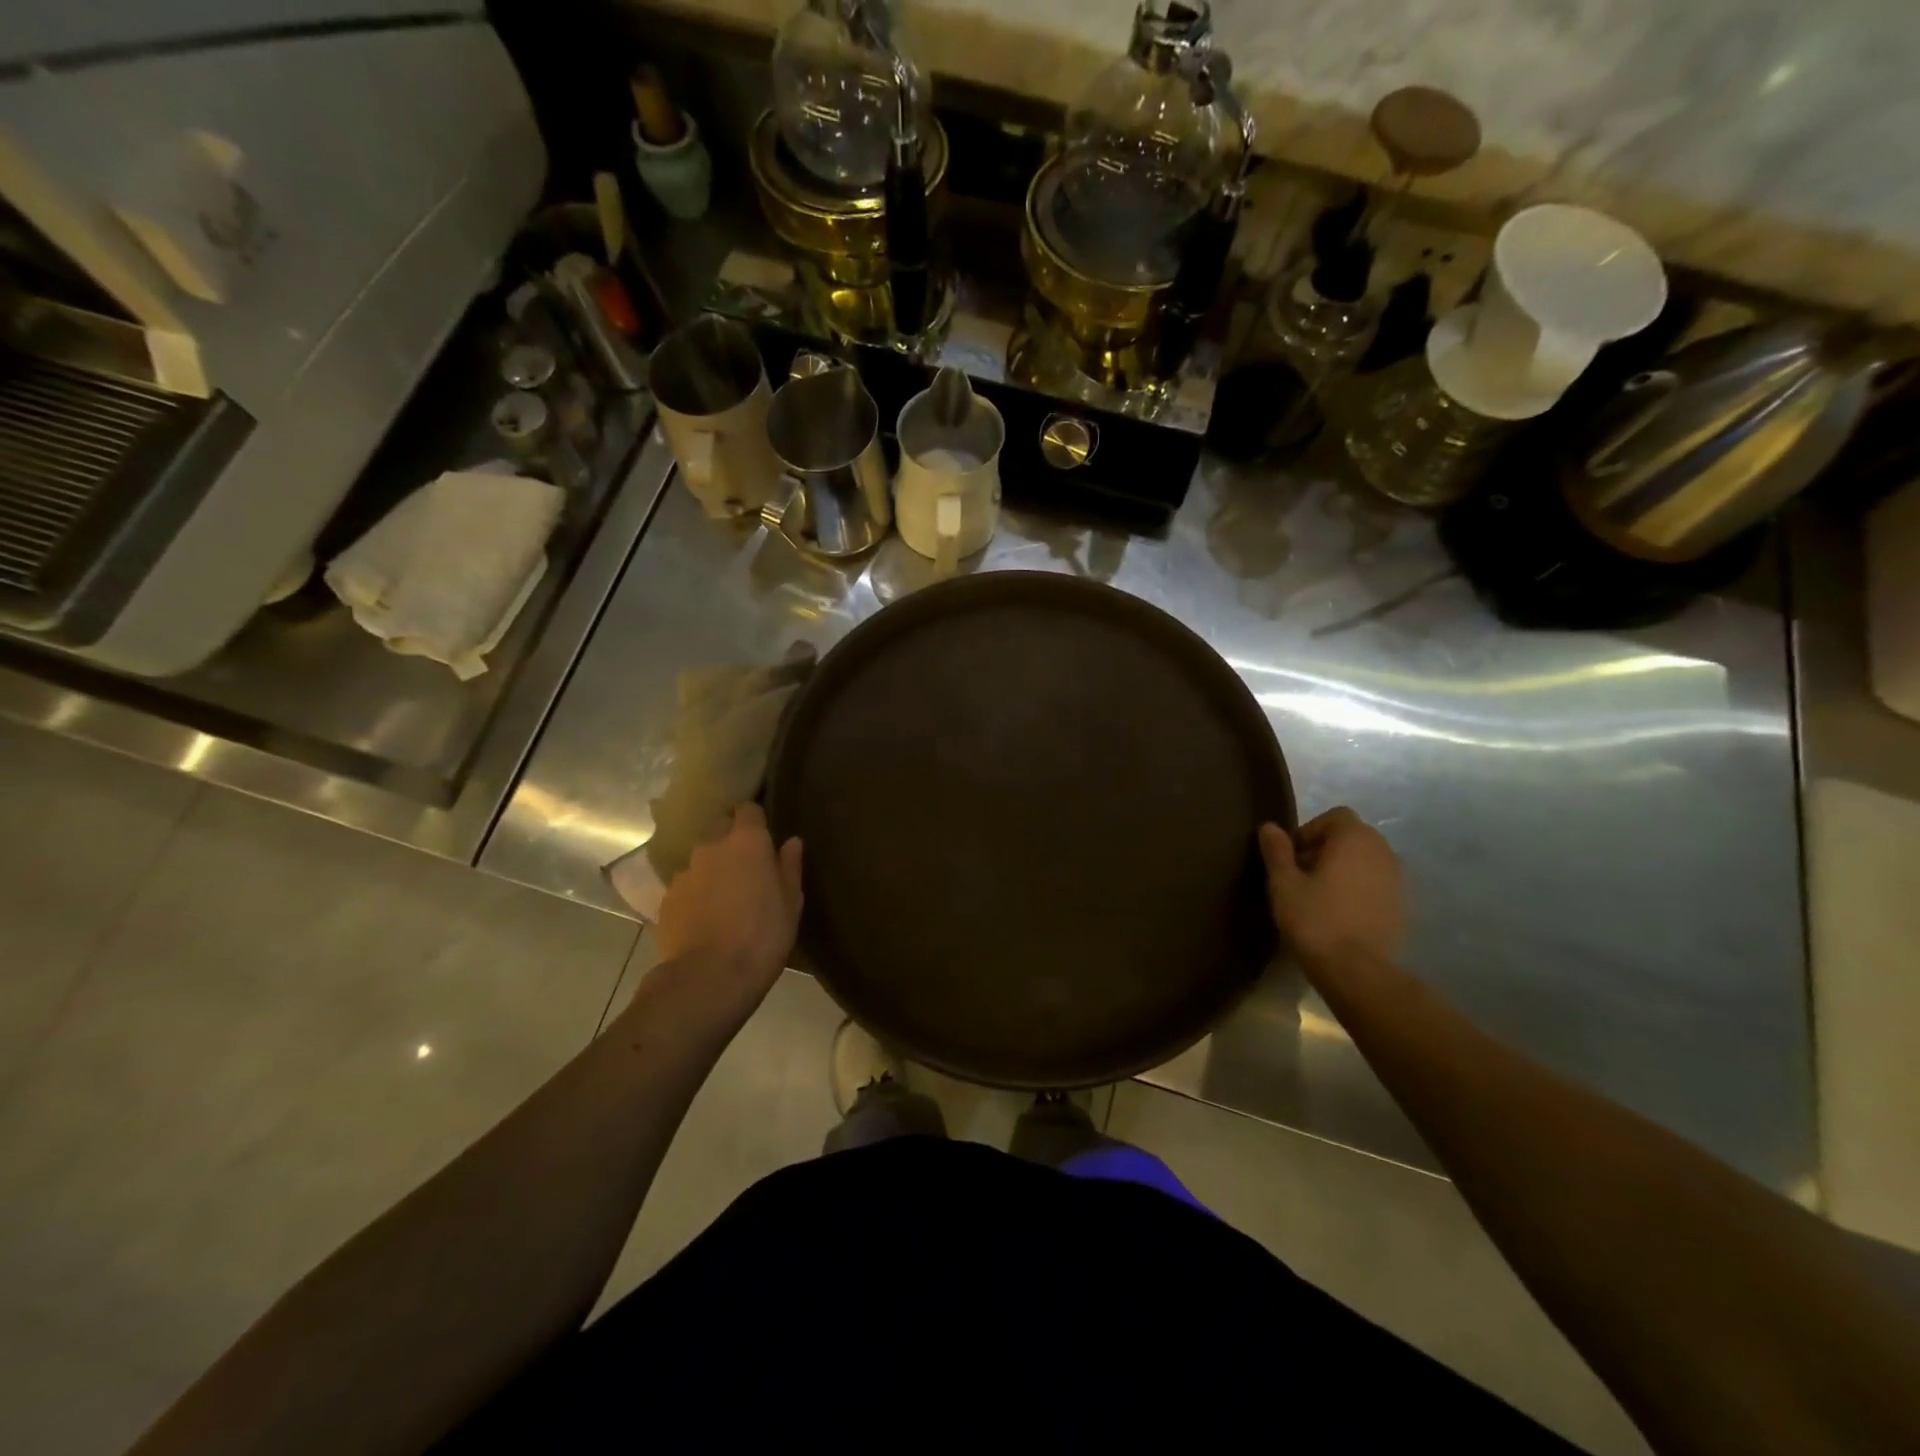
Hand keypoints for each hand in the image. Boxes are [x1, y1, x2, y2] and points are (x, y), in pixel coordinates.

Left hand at [654, 805, 802, 1019]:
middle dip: (732, 841)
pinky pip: (686, 886)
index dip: (756, 821)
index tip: (765, 836)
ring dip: (713, 870)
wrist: (709, 978)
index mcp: (747, 841)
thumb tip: (791, 842)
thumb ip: (789, 867)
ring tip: (725, 899)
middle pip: (720, 829)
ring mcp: (684, 872)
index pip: (748, 810)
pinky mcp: (666, 899)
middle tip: (748, 868)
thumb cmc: (763, 936)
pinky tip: (705, 919)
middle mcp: (711, 847)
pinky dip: (696, 894)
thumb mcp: (791, 903)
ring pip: (701, 860)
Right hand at [1258, 808, 1404, 976]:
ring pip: (1365, 861)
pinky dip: (1358, 889)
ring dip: (1343, 869)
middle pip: (1351, 837)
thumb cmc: (1315, 919)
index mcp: (1355, 838)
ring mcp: (1398, 879)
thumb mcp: (1283, 883)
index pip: (1334, 817)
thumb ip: (1277, 850)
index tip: (1292, 858)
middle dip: (1325, 849)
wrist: (1357, 971)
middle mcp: (1383, 851)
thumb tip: (1270, 827)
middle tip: (1301, 876)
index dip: (1309, 832)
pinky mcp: (1402, 906)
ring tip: (1319, 896)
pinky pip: (1376, 884)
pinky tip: (1339, 913)